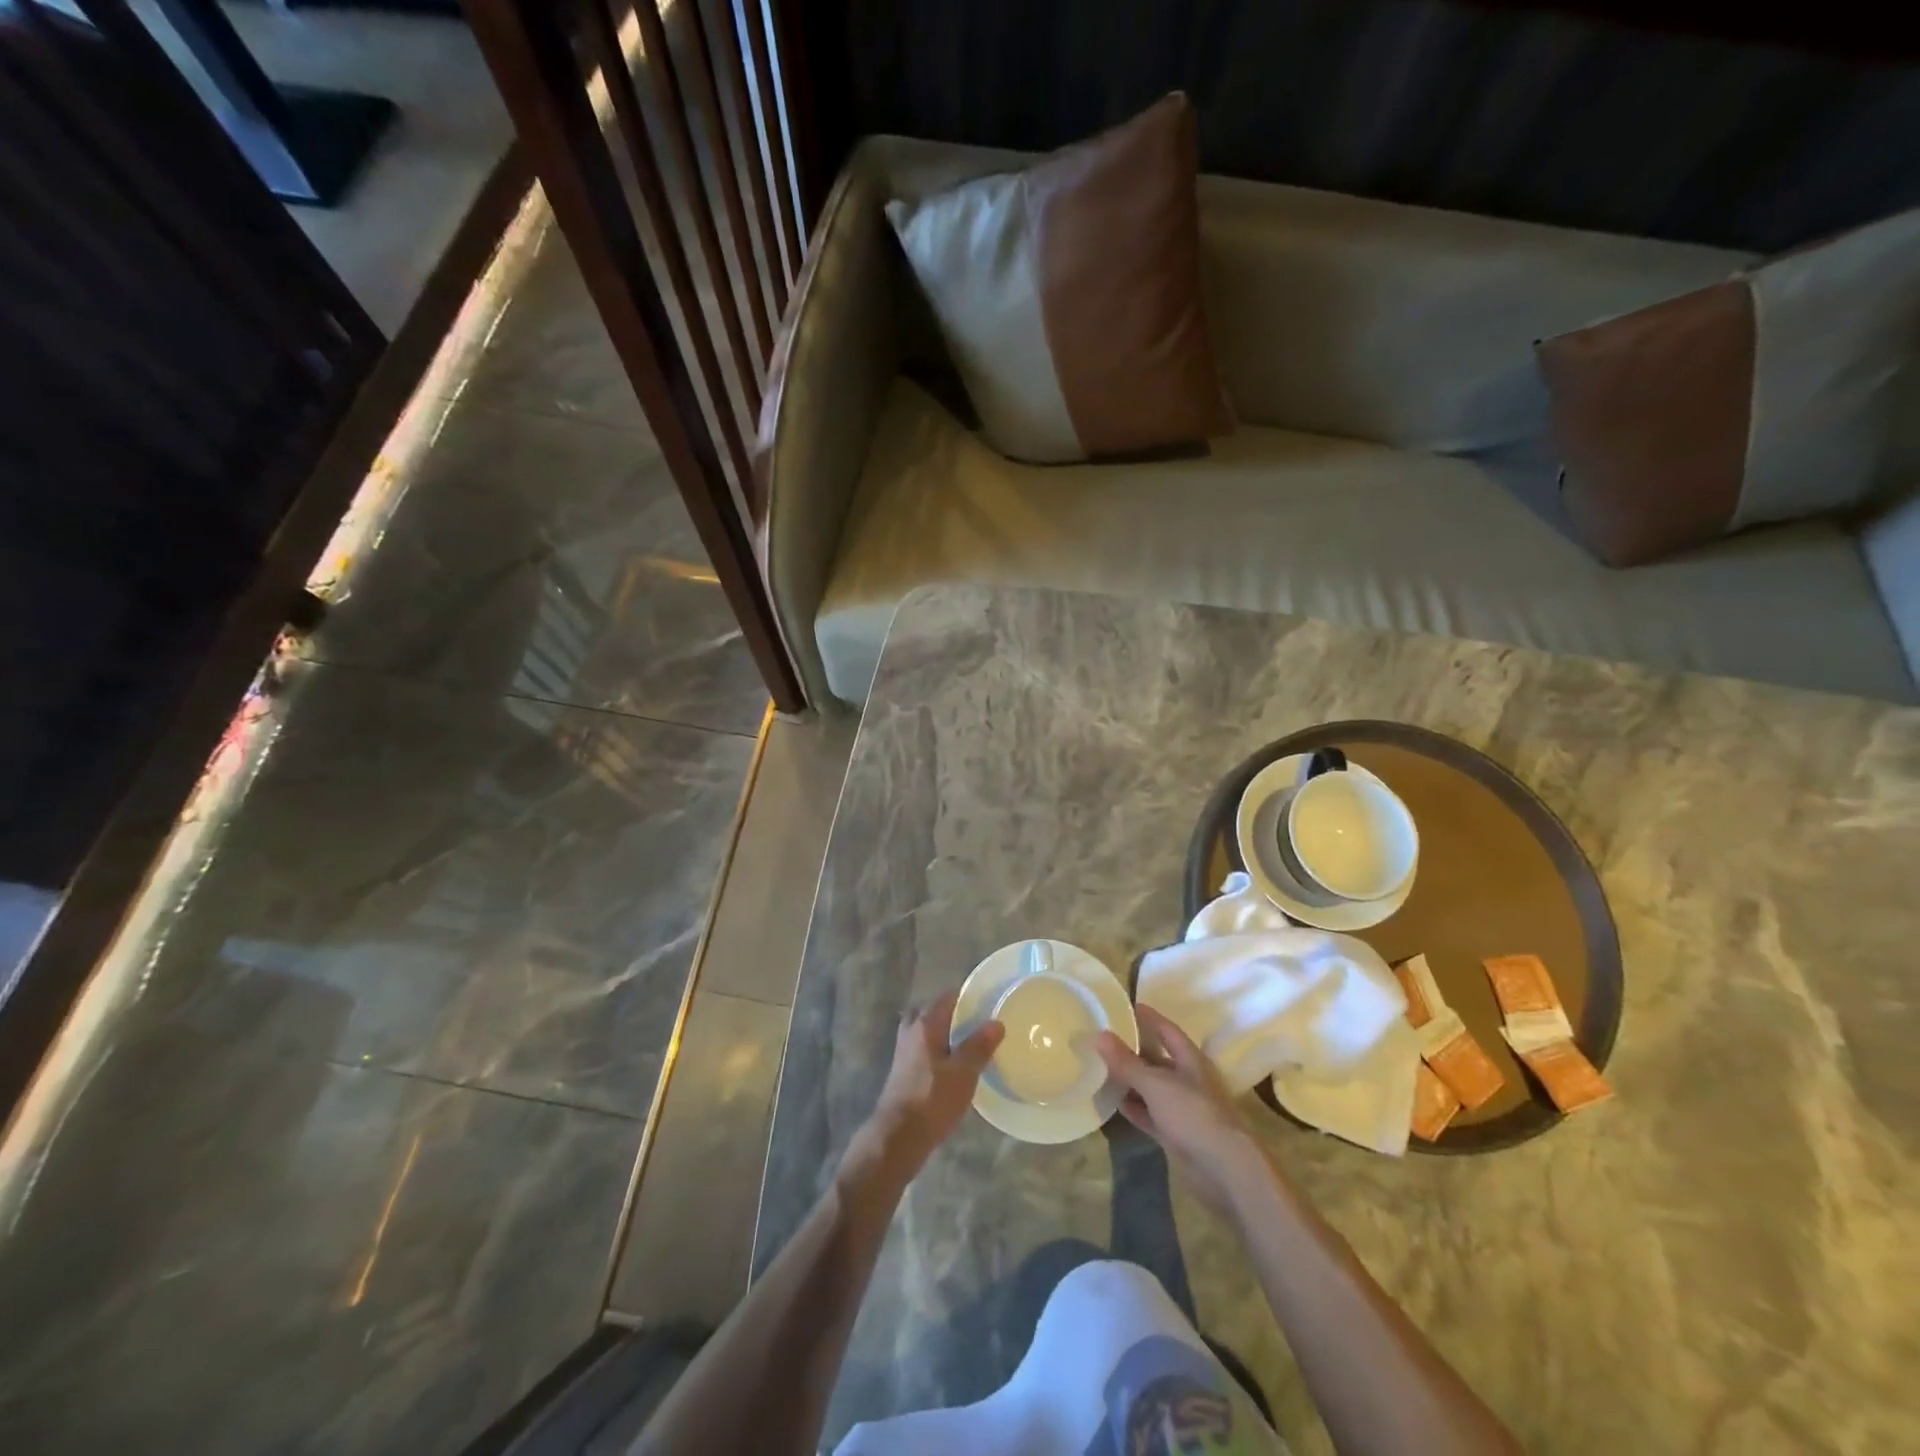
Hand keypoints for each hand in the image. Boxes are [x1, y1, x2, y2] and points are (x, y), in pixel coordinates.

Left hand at [854, 990, 1003, 1177]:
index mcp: (926, 1024)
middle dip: (951, 1014)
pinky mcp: (902, 1071)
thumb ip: (979, 1046)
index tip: (986, 1004)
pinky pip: (921, 1048)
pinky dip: (935, 1050)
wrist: (898, 1136)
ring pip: (924, 1031)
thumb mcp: (964, 1073)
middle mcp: (911, 1031)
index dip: (966, 997)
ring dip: (942, 1033)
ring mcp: (903, 1051)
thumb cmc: (932, 1099)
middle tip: (974, 1024)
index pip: (946, 997)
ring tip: (966, 1044)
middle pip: (932, 1011)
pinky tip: (951, 1066)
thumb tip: (996, 1022)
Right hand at [1097, 1006, 1262, 1217]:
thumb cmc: (1194, 1115)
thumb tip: (1100, 1035)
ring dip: (1131, 1080)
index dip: (1148, 1017)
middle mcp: (1188, 1080)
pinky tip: (1114, 1103)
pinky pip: (1150, 1114)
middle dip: (1133, 1049)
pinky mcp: (1176, 1134)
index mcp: (1190, 1060)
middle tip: (1103, 1038)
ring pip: (1152, 1087)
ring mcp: (1183, 1108)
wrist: (1225, 1170)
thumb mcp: (1156, 1085)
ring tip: (1101, 1068)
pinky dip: (1134, 1108)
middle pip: (1157, 1058)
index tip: (1125, 1006)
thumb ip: (1127, 1063)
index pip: (1166, 1030)